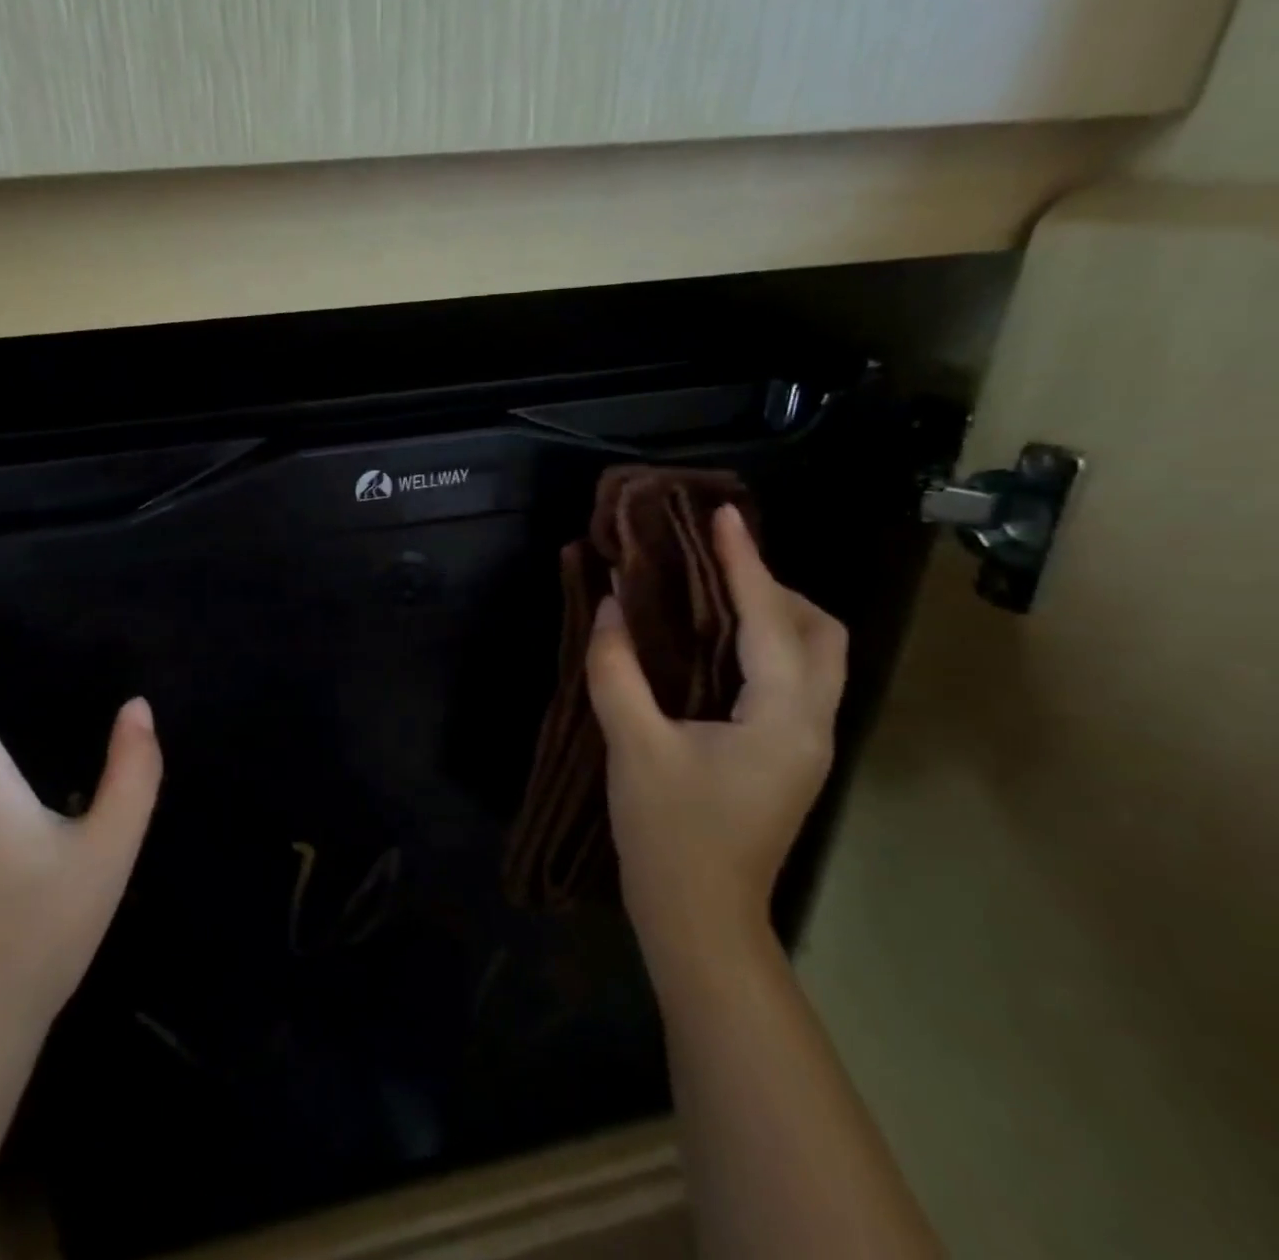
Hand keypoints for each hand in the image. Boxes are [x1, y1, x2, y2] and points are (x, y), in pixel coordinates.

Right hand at [586, 505, 846, 977]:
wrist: (699, 916)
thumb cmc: (668, 832)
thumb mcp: (632, 745)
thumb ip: (617, 669)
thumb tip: (610, 605)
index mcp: (782, 717)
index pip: (771, 619)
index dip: (746, 562)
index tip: (723, 514)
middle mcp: (811, 723)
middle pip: (821, 633)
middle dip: (776, 586)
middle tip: (715, 565)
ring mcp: (805, 742)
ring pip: (814, 656)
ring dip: (774, 613)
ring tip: (712, 593)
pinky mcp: (786, 753)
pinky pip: (791, 677)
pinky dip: (764, 643)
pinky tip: (715, 642)